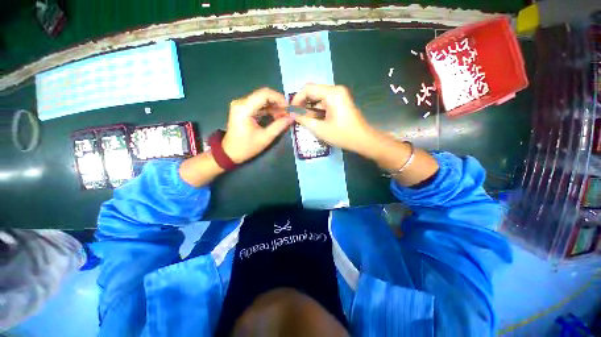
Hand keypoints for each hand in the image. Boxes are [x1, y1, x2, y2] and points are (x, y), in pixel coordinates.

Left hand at [222, 88, 292, 163]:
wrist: (230, 152)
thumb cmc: (246, 147)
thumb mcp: (265, 138)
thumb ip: (279, 126)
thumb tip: (292, 117)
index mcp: (244, 108)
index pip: (264, 94)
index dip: (279, 98)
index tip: (289, 108)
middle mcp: (241, 102)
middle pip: (263, 95)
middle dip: (278, 103)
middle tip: (287, 113)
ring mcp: (241, 104)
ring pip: (261, 99)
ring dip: (274, 106)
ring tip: (283, 116)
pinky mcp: (242, 108)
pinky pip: (258, 104)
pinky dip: (268, 109)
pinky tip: (275, 116)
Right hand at [291, 84, 375, 156]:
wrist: (363, 140)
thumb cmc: (342, 135)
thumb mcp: (320, 129)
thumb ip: (304, 119)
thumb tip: (292, 114)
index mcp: (332, 93)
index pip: (308, 89)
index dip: (297, 99)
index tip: (291, 110)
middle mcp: (336, 90)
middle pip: (313, 92)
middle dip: (303, 104)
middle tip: (296, 116)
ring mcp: (339, 96)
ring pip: (318, 98)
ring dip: (310, 108)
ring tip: (304, 120)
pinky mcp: (341, 102)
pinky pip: (325, 103)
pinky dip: (318, 110)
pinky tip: (314, 120)